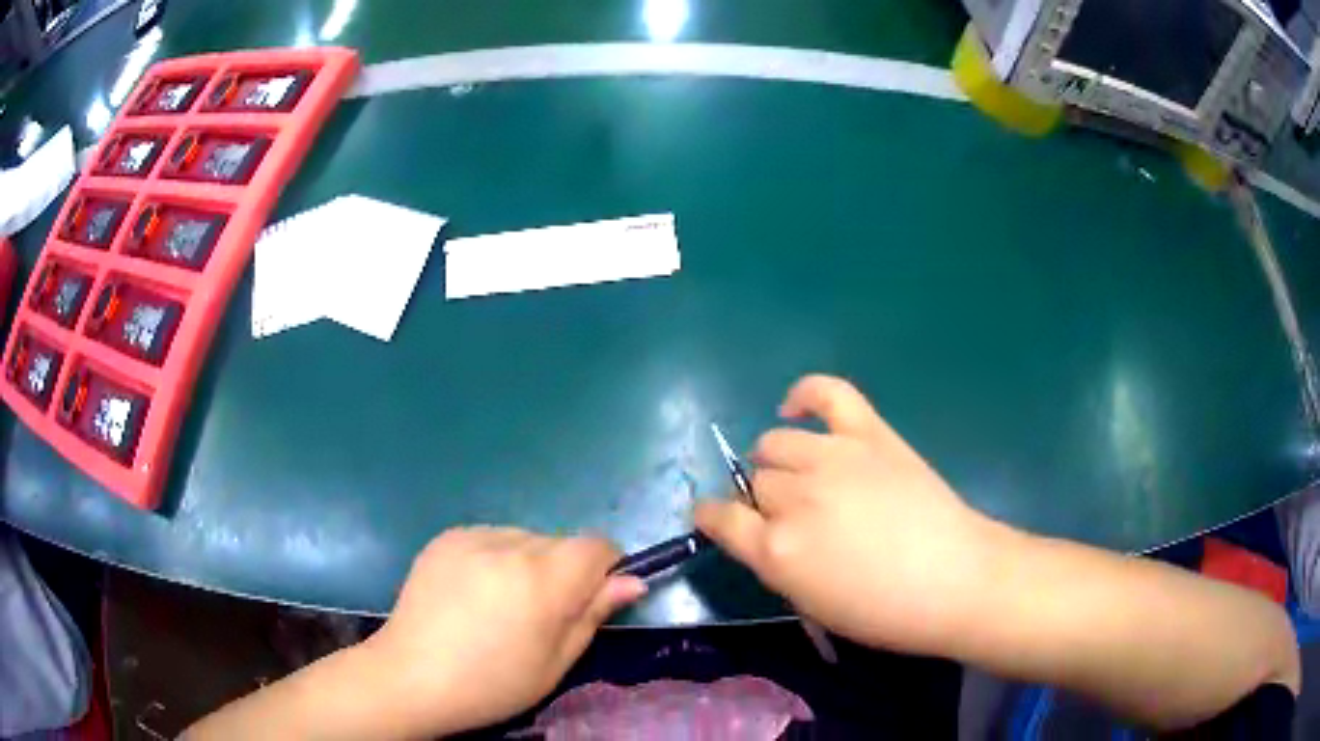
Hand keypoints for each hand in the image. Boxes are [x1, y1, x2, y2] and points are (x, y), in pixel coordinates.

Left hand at [362, 527, 645, 734]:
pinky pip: (491, 537)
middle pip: (560, 542)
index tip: (591, 599)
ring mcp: (472, 536)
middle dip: (564, 571)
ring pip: (525, 538)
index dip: (605, 569)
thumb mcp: (556, 662)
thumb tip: (632, 581)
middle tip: (540, 615)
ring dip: (529, 563)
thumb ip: (594, 614)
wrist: (411, 677)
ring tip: (502, 604)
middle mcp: (509, 545)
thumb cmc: (492, 684)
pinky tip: (474, 592)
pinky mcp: (446, 537)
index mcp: (542, 579)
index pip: (597, 546)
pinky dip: (496, 558)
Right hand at [695, 374, 1000, 654]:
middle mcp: (795, 497)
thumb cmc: (885, 611)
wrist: (955, 579)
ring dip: (780, 461)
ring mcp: (832, 457)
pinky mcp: (868, 433)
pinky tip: (796, 408)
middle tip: (794, 517)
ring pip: (776, 442)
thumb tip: (764, 532)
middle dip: (763, 500)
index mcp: (776, 550)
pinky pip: (826, 393)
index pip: (718, 518)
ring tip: (804, 475)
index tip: (716, 518)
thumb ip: (776, 563)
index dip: (711, 516)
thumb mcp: (812, 604)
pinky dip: (804, 394)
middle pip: (754, 481)